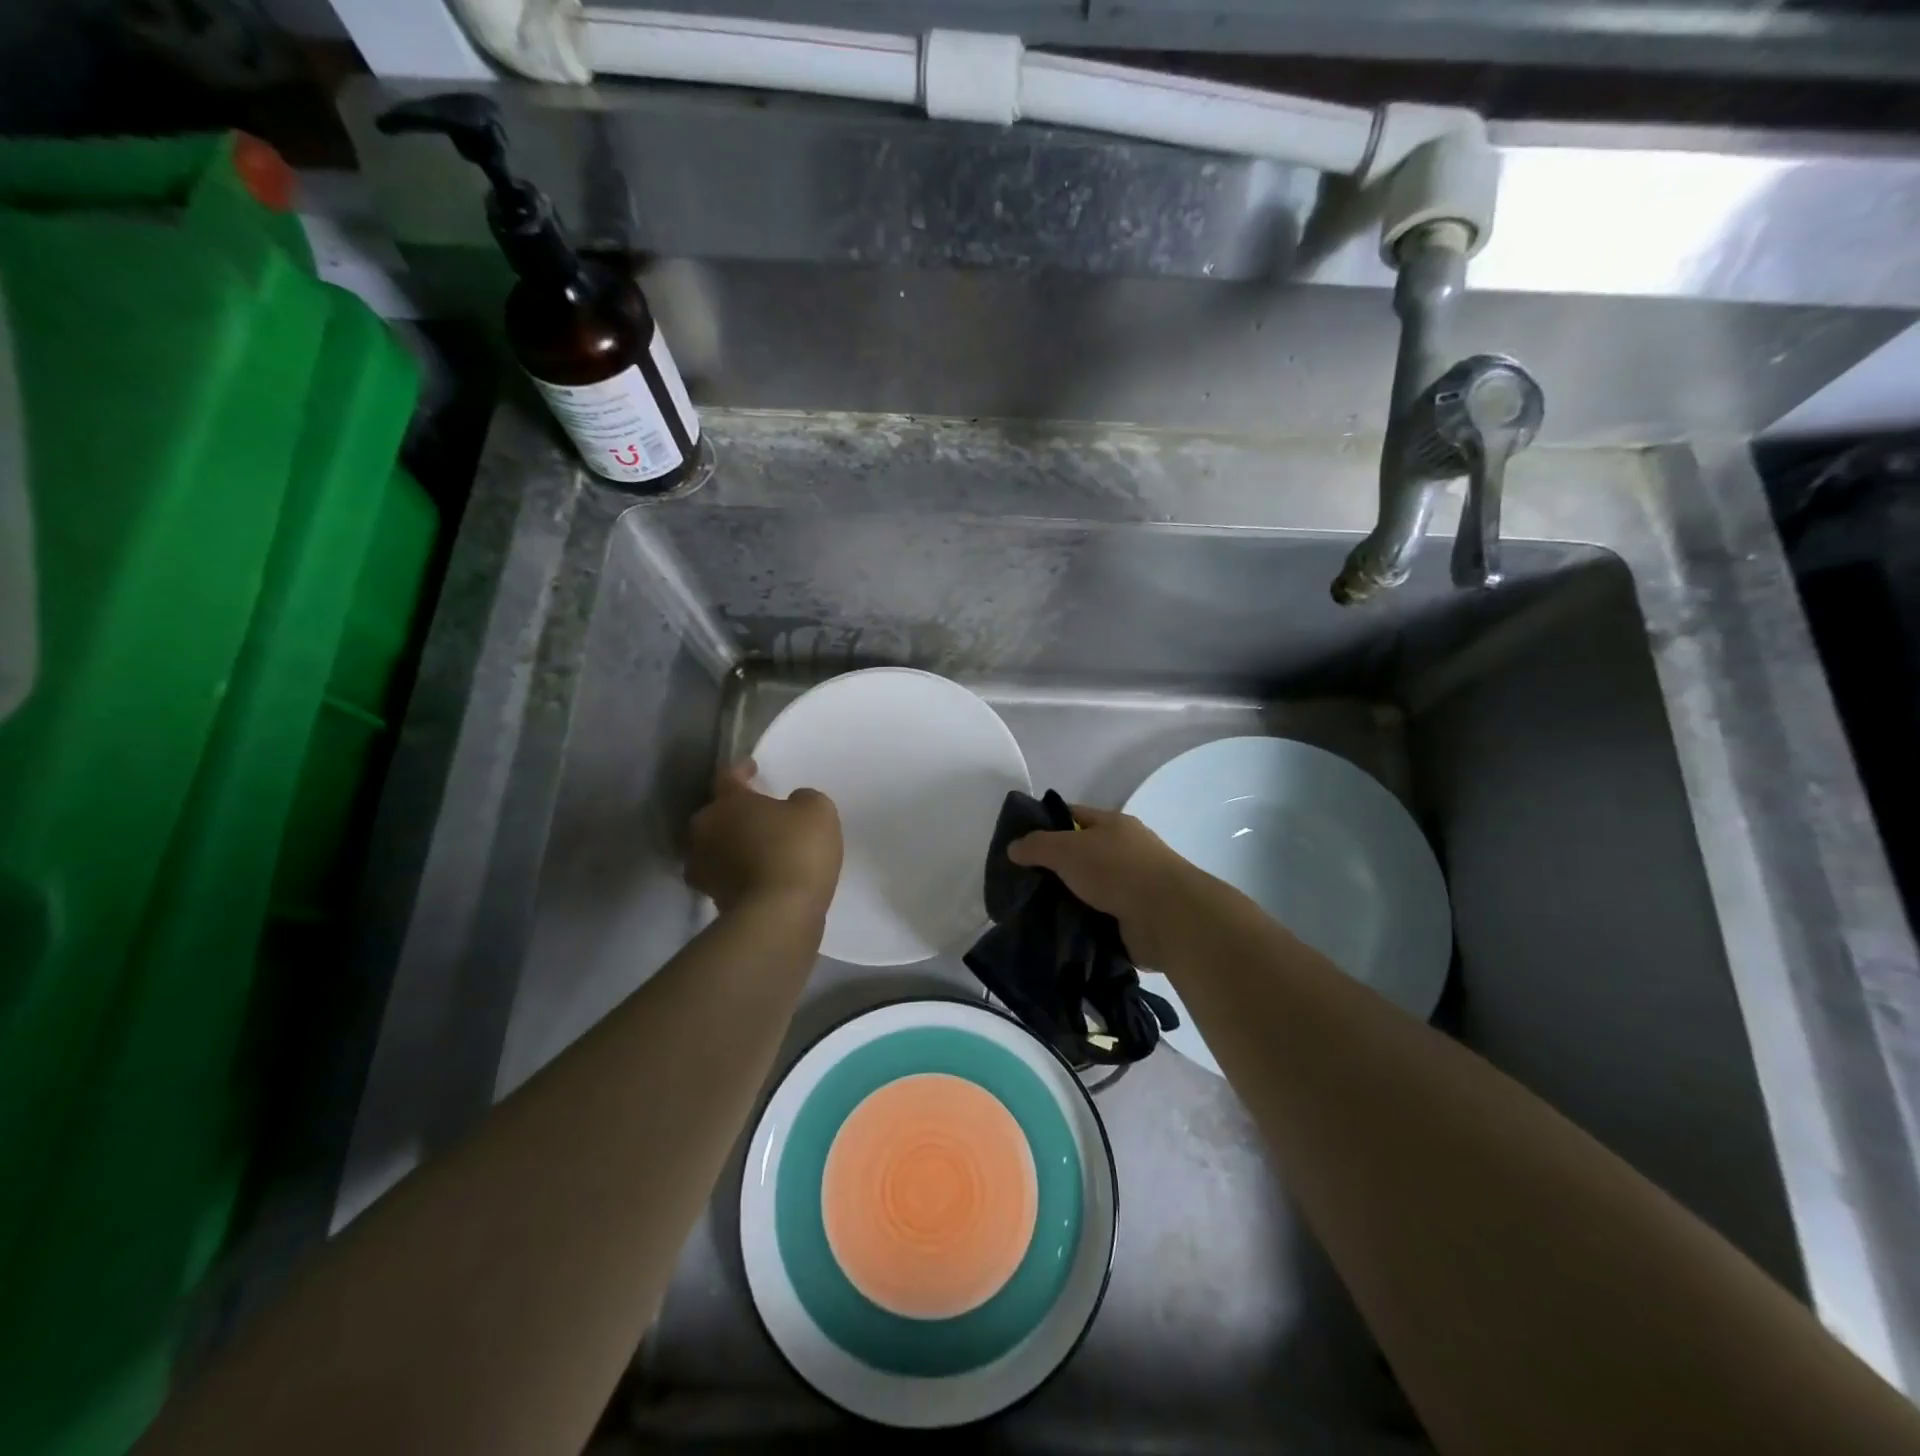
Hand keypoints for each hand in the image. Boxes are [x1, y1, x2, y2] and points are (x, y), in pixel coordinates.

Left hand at [686, 761, 842, 916]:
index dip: (742, 770)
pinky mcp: (712, 900)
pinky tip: (762, 875)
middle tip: (759, 813)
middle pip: (717, 814)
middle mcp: (705, 832)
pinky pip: (726, 876)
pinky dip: (740, 873)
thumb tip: (793, 804)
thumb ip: (803, 799)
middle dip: (735, 812)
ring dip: (734, 844)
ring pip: (717, 847)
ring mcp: (704, 869)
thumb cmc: (796, 850)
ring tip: (760, 847)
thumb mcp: (817, 810)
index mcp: (727, 803)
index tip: (753, 769)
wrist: (778, 915)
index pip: (729, 777)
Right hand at [1007, 804, 1208, 967]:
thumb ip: (1036, 846)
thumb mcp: (1067, 848)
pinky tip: (1058, 932)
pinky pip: (1098, 918)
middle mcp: (1124, 851)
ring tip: (1034, 913)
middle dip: (1053, 869)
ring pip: (1088, 889)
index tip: (1019, 846)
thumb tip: (1013, 848)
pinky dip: (1081, 924)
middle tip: (1021, 885)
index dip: (1045, 826)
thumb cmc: (1116, 870)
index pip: (1072, 816)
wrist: (1167, 917)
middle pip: (1080, 855)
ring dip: (1067, 900)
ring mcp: (1132, 886)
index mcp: (1113, 825)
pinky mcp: (1134, 918)